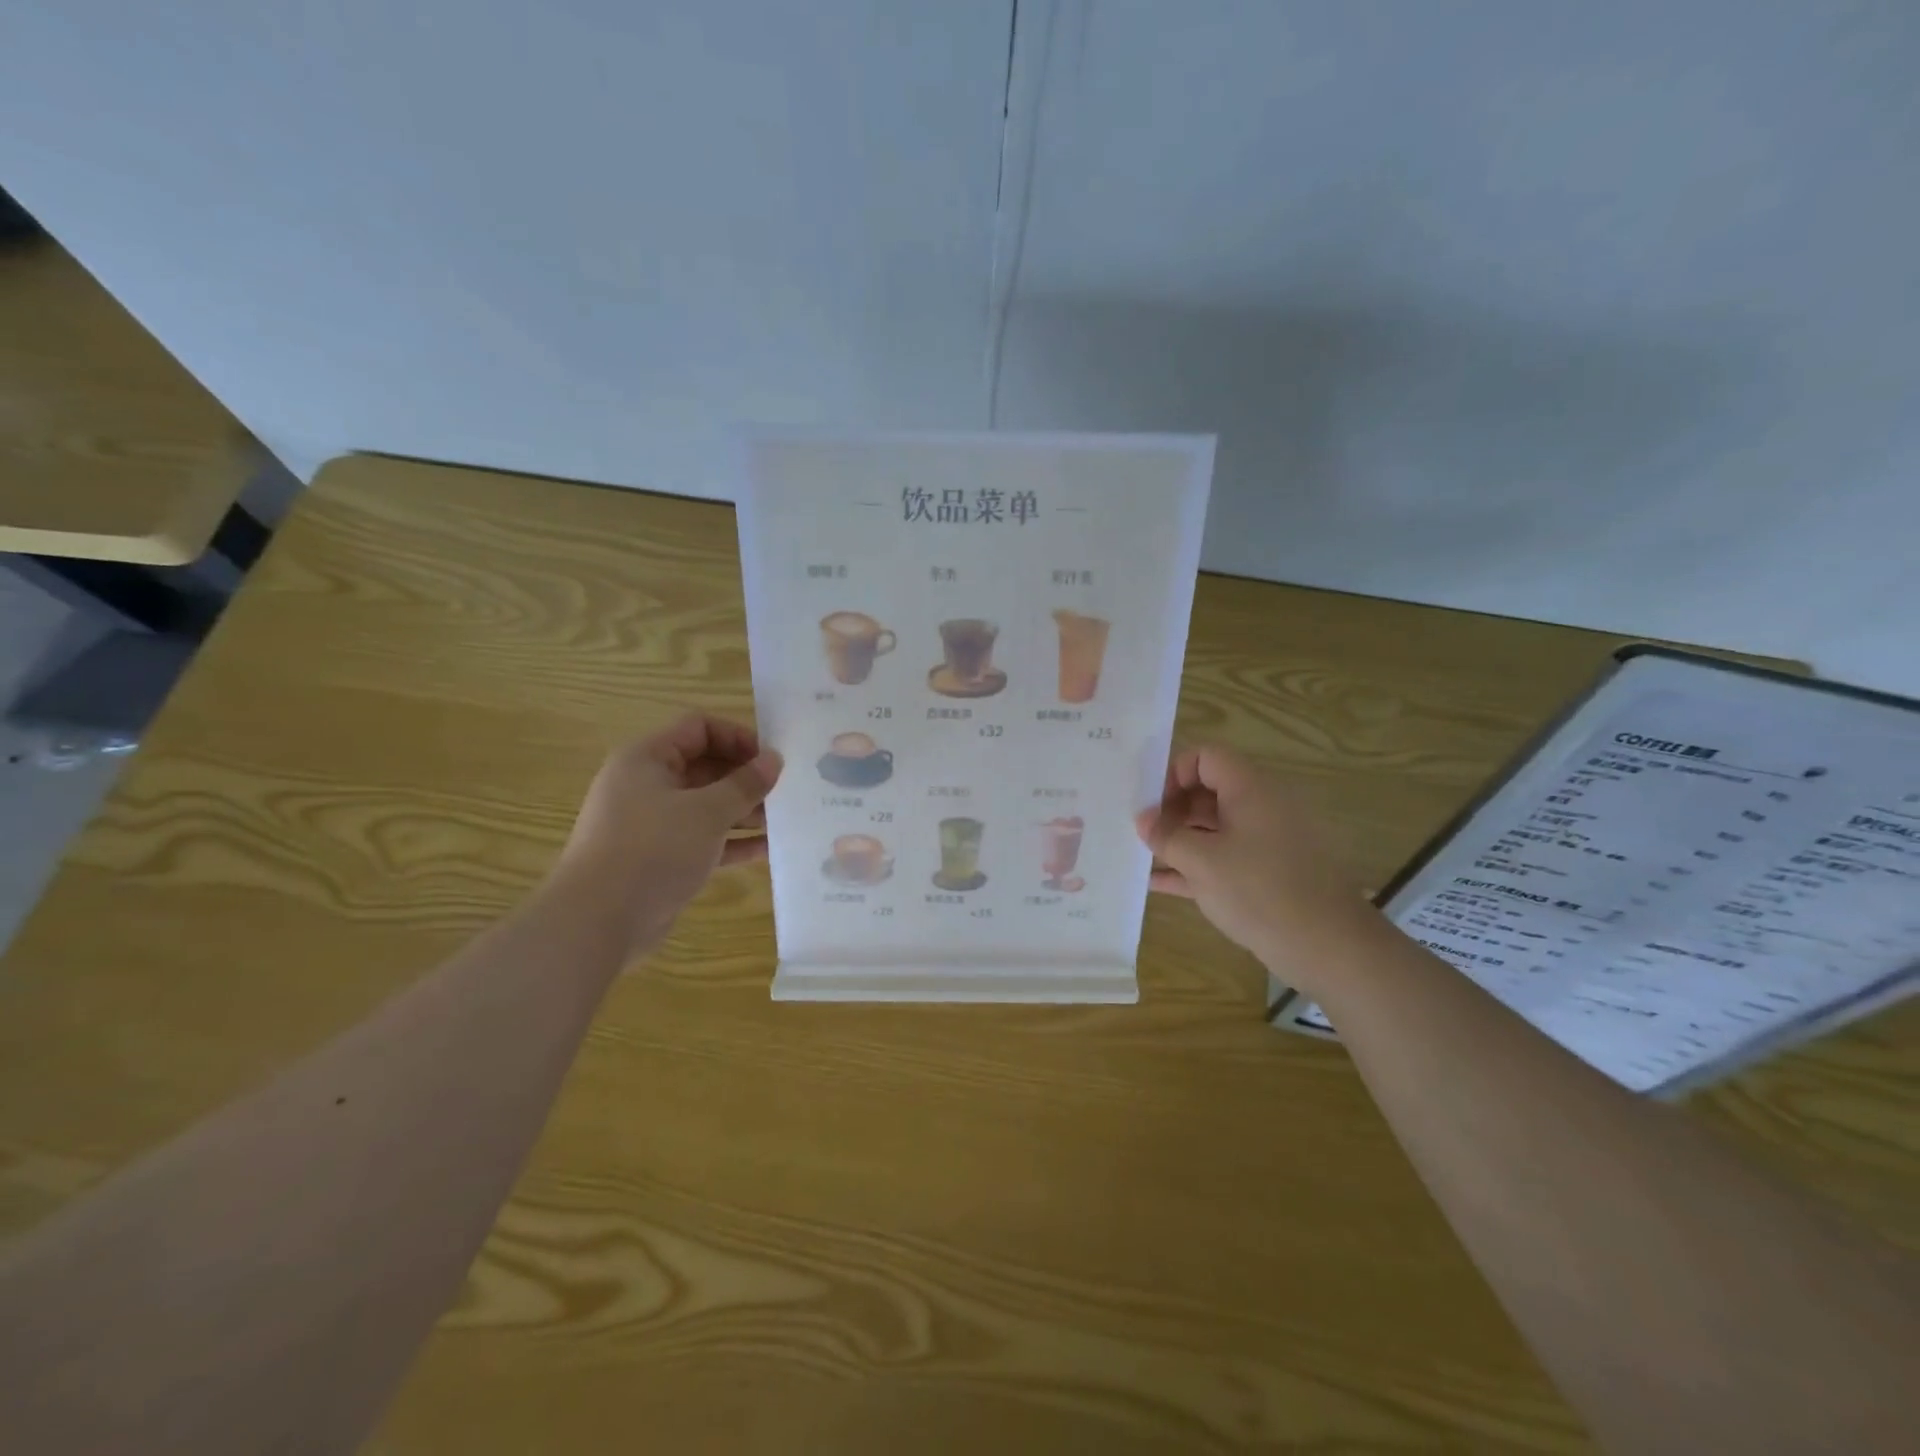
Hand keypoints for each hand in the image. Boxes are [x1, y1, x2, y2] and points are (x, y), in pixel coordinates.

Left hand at [553, 714, 782, 956]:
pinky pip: (702, 839)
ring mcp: (651, 824)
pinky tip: (766, 849)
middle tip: (784, 791)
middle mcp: (646, 785)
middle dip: (745, 778)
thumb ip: (745, 784)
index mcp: (648, 759)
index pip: (699, 728)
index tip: (771, 760)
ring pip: (706, 805)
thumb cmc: (653, 849)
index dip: (738, 737)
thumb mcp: (708, 812)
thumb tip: (774, 759)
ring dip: (743, 811)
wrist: (597, 921)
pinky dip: (731, 841)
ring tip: (782, 821)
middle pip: (705, 766)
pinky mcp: (659, 858)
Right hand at [1135, 745, 1383, 992]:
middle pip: (1209, 790)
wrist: (1328, 947)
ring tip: (1144, 857)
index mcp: (1250, 790)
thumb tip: (1144, 820)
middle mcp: (1261, 807)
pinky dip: (1195, 865)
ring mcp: (1266, 841)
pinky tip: (1159, 883)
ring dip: (1179, 839)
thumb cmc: (1260, 891)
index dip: (1174, 773)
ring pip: (1214, 826)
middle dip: (1172, 809)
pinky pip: (1224, 857)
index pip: (1206, 757)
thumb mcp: (1202, 861)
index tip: (1152, 806)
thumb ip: (1167, 836)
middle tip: (1144, 834)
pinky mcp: (1268, 873)